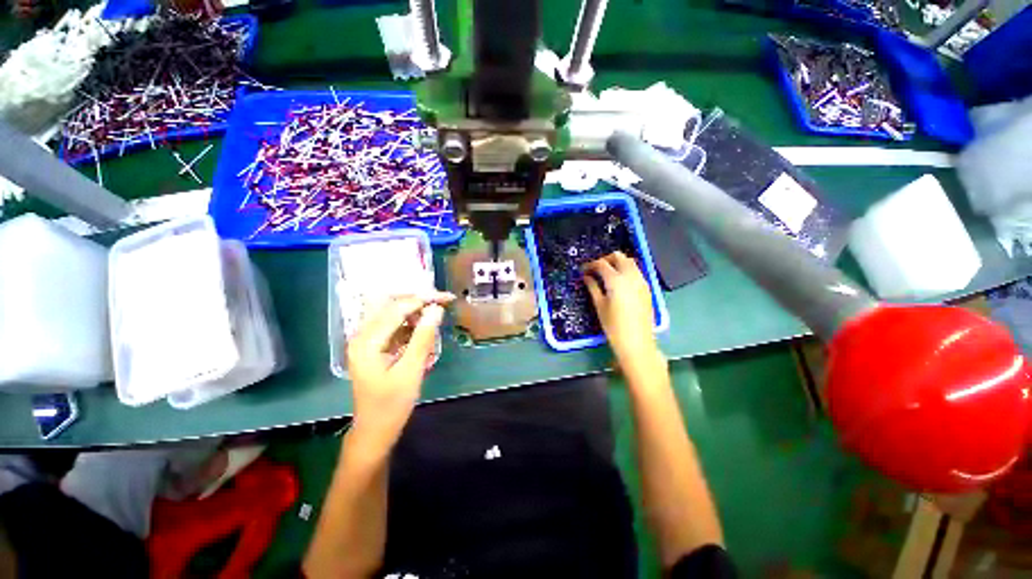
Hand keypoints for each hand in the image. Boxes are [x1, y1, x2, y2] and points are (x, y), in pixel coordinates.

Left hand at [346, 292, 452, 449]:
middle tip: (442, 301)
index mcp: (367, 342)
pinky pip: (393, 323)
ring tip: (435, 314)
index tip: (447, 297)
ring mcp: (367, 340)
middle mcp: (362, 335)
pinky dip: (410, 321)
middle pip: (389, 303)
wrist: (374, 430)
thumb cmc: (391, 405)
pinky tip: (424, 328)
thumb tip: (436, 309)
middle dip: (417, 299)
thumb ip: (423, 338)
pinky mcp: (374, 345)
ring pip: (391, 311)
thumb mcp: (411, 372)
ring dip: (414, 309)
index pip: (397, 308)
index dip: (424, 299)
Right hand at [584, 252, 658, 363]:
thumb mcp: (599, 306)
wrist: (637, 343)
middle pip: (619, 256)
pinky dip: (627, 270)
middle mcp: (631, 276)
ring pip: (630, 262)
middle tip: (596, 270)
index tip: (583, 270)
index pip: (602, 264)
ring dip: (618, 263)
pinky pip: (637, 272)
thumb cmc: (613, 326)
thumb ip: (592, 287)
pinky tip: (620, 283)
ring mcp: (642, 281)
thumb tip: (586, 276)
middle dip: (606, 259)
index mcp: (616, 280)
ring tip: (607, 275)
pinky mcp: (647, 289)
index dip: (591, 265)